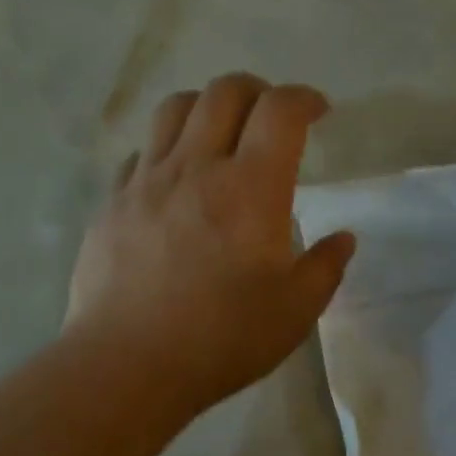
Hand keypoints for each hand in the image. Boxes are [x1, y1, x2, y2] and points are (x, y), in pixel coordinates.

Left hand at [68, 74, 355, 411]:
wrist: (128, 365)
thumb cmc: (222, 339)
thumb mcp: (295, 312)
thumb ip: (325, 268)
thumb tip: (343, 239)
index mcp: (250, 188)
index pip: (281, 110)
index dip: (305, 98)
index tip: (318, 112)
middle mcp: (196, 167)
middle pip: (224, 92)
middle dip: (257, 91)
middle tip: (270, 119)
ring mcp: (146, 181)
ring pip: (174, 109)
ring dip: (205, 107)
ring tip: (219, 135)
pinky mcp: (112, 203)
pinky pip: (140, 154)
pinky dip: (165, 150)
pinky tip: (173, 181)